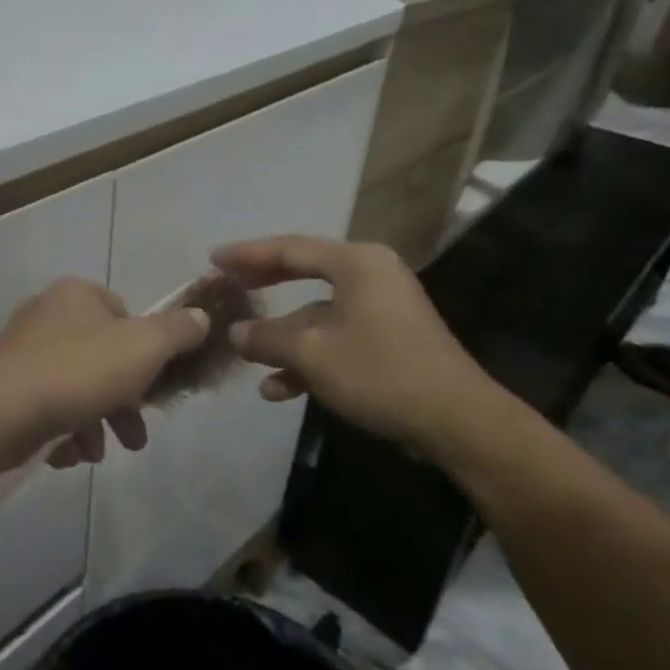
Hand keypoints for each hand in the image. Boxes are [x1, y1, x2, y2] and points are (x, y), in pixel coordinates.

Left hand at [0, 279, 209, 468]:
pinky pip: (46, 406)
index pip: (123, 314)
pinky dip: (63, 430)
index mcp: (76, 294)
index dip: (145, 352)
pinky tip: (67, 455)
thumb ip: (177, 331)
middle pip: (101, 357)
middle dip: (123, 402)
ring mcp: (21, 351)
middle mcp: (45, 315)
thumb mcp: (144, 347)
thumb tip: (201, 317)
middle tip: (135, 438)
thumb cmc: (79, 372)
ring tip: (97, 454)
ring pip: (75, 387)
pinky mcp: (4, 387)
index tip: (152, 387)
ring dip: (95, 423)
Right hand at [210, 237, 503, 457]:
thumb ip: (267, 337)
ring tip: (247, 356)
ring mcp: (381, 309)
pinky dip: (308, 358)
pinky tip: (280, 389)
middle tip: (227, 287)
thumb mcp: (311, 353)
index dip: (247, 254)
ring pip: (317, 315)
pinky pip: (336, 338)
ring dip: (283, 338)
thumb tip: (235, 333)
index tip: (213, 259)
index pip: (289, 248)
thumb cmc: (379, 371)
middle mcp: (370, 276)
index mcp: (355, 263)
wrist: (455, 420)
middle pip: (302, 274)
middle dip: (263, 287)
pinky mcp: (388, 340)